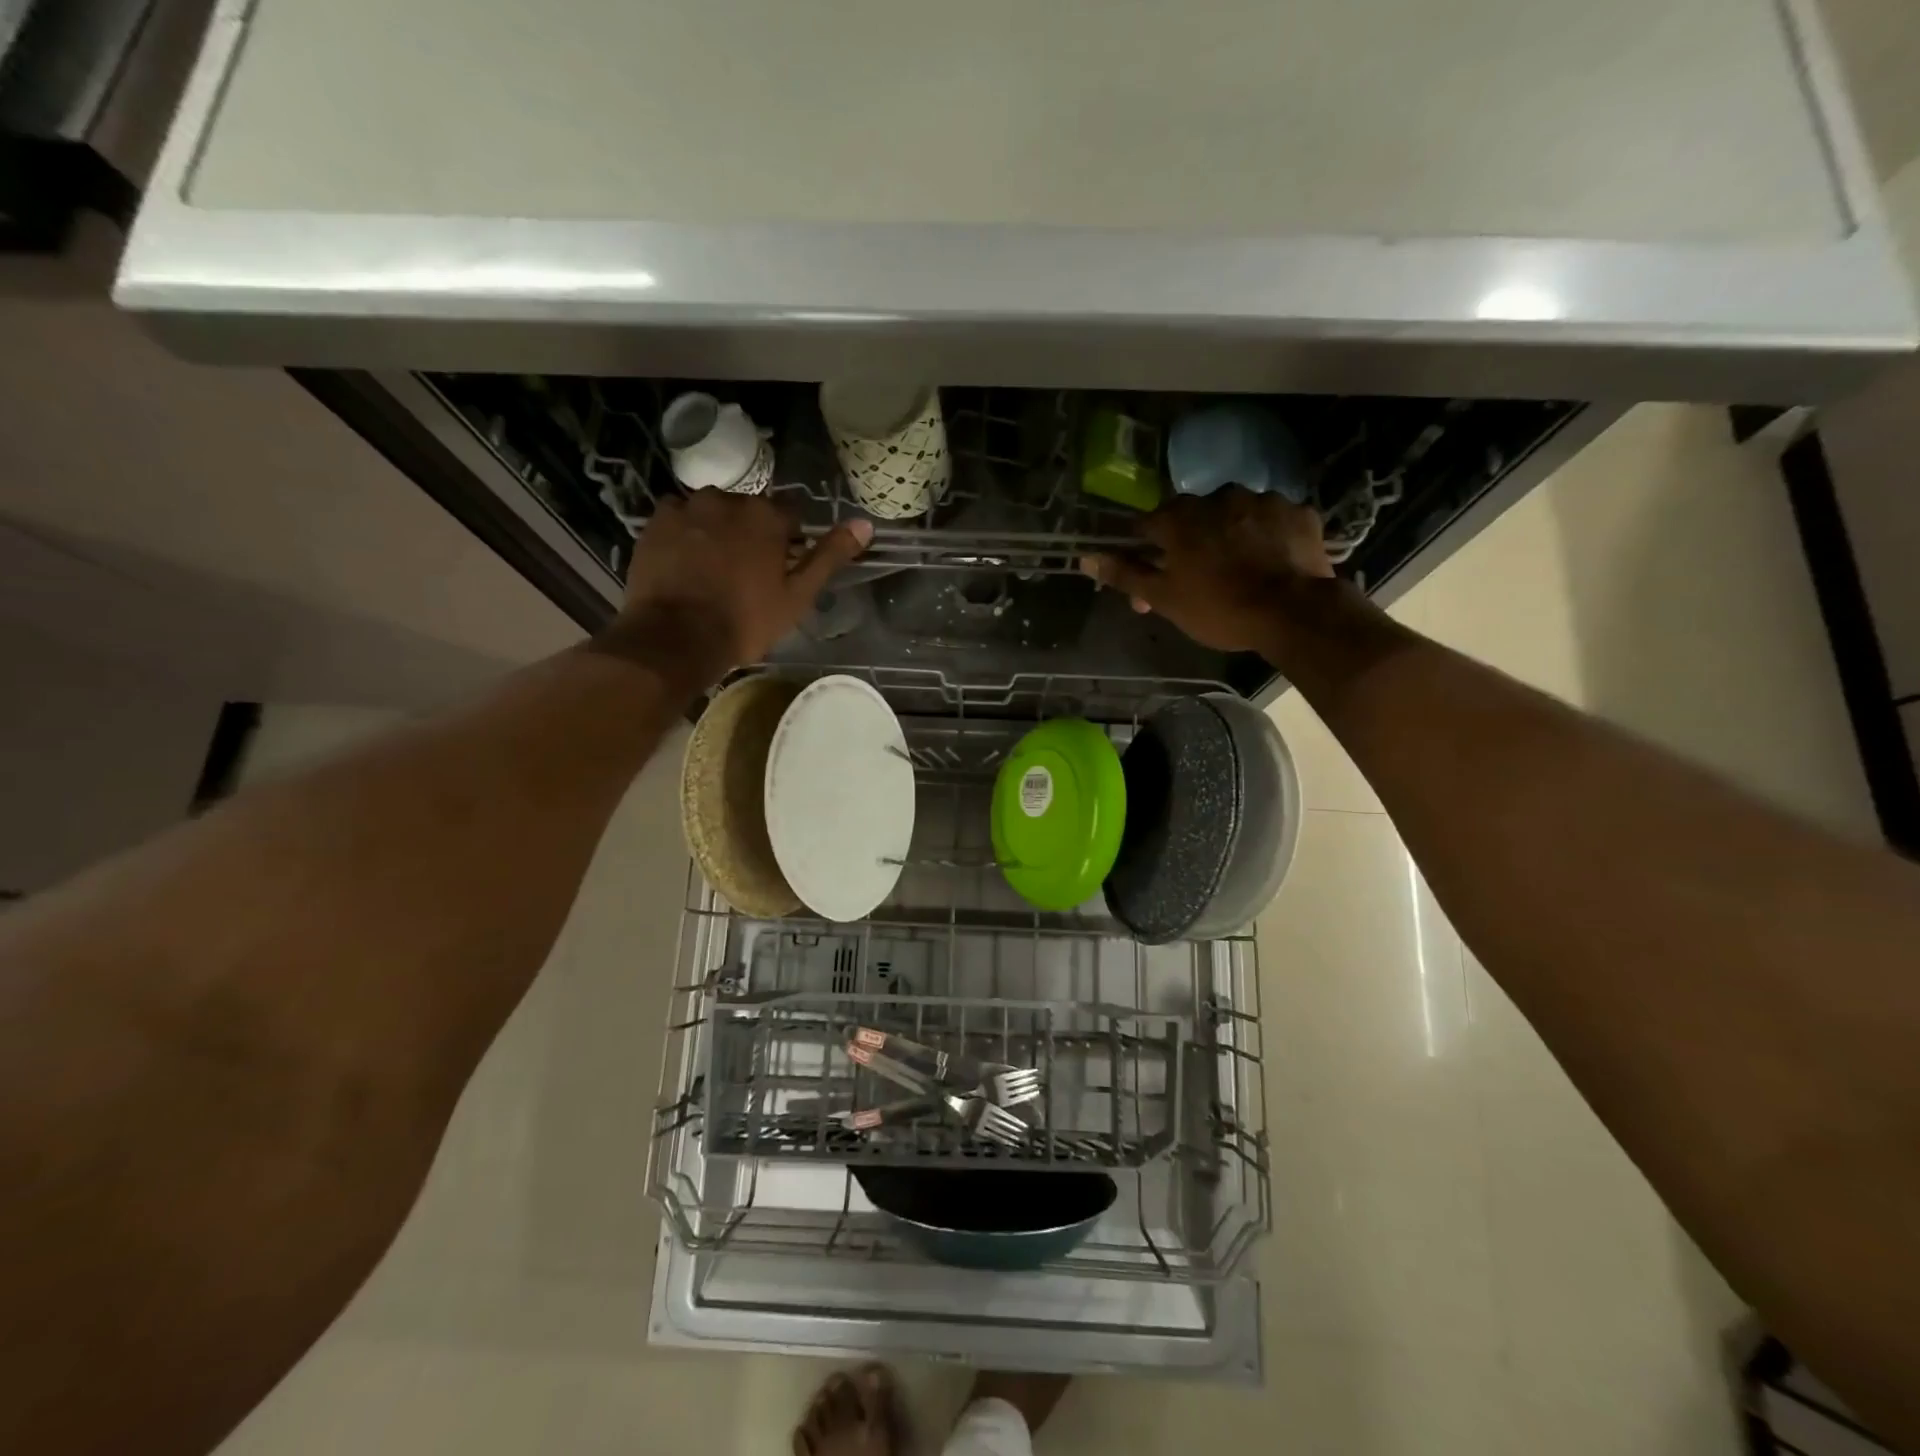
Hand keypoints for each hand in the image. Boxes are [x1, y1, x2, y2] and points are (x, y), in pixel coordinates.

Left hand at [601, 491, 871, 677]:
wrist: (675, 637)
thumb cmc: (745, 621)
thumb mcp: (798, 595)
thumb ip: (830, 556)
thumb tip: (865, 524)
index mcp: (767, 515)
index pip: (790, 515)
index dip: (789, 541)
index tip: (781, 567)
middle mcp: (728, 499)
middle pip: (749, 511)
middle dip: (751, 533)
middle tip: (746, 573)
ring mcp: (687, 507)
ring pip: (713, 512)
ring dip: (717, 531)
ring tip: (713, 569)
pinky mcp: (656, 521)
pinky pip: (680, 518)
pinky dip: (686, 533)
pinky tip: (686, 562)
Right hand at [1080, 488, 1334, 653]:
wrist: (1294, 612)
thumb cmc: (1219, 608)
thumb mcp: (1164, 598)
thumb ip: (1125, 574)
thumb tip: (1086, 558)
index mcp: (1180, 517)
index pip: (1146, 524)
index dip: (1143, 550)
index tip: (1150, 573)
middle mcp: (1219, 497)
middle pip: (1191, 516)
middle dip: (1188, 542)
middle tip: (1196, 577)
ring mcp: (1263, 500)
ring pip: (1234, 515)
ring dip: (1229, 534)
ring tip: (1239, 568)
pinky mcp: (1298, 512)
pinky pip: (1272, 520)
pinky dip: (1267, 536)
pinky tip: (1270, 561)